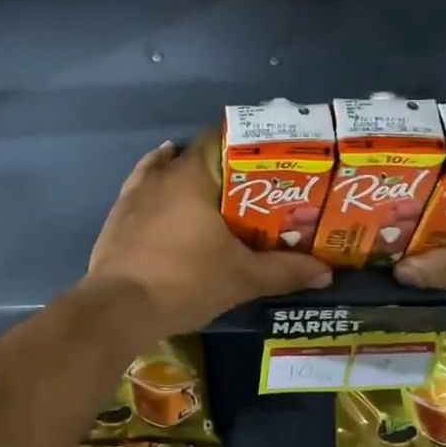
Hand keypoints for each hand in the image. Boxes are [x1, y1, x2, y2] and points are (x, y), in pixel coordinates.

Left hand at [85, 139, 331, 337]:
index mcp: (192, 175)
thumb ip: (284, 270)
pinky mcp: (118, 214)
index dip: (249, 144)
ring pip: (169, 171)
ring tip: (219, 190)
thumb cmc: (184, 282)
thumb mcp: (241, 277)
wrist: (119, 309)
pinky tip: (166, 187)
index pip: (222, 138)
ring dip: (192, 175)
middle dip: (227, 167)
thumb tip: (326, 271)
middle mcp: (162, 174)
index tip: (272, 157)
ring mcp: (135, 193)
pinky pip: (143, 187)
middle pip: (199, 156)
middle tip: (256, 186)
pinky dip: (159, 185)